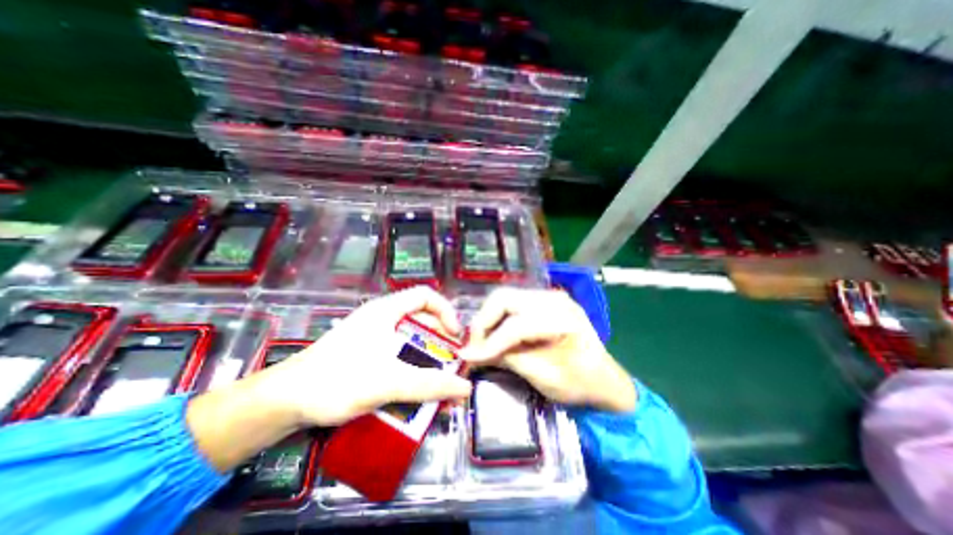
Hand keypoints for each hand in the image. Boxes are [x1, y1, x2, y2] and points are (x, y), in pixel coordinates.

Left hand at [257, 287, 470, 427]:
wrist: (284, 402)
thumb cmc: (336, 380)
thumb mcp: (387, 381)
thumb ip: (429, 385)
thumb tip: (466, 389)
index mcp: (387, 311)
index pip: (426, 296)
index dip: (446, 311)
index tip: (455, 336)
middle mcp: (383, 319)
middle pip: (422, 321)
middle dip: (441, 342)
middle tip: (453, 364)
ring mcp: (374, 337)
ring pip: (412, 342)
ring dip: (429, 361)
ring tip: (441, 383)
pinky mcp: (368, 355)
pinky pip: (400, 357)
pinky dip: (414, 370)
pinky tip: (418, 391)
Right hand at [464, 290, 635, 412]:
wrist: (605, 379)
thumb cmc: (580, 384)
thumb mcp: (545, 378)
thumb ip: (510, 360)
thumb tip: (473, 354)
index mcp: (562, 319)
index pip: (515, 325)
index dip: (489, 342)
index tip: (468, 356)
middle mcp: (554, 298)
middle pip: (504, 299)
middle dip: (483, 321)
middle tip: (474, 345)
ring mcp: (549, 296)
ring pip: (504, 298)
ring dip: (489, 318)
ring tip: (483, 341)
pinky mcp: (543, 300)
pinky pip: (512, 303)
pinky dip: (499, 317)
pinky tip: (496, 334)